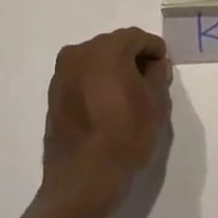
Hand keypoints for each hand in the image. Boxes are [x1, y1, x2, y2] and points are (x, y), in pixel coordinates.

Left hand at [40, 27, 172, 217]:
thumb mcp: (157, 104)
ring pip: (95, 62)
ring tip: (127, 97)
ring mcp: (62, 74)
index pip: (138, 38)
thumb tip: (154, 65)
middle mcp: (79, 53)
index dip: (155, 50)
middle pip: (114, 46)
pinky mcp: (53, 95)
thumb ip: (157, 75)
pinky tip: (107, 108)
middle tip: (149, 83)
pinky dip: (95, 85)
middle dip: (133, 59)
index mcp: (106, 50)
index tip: (164, 70)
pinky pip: (81, 79)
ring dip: (112, 71)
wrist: (84, 179)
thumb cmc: (126, 136)